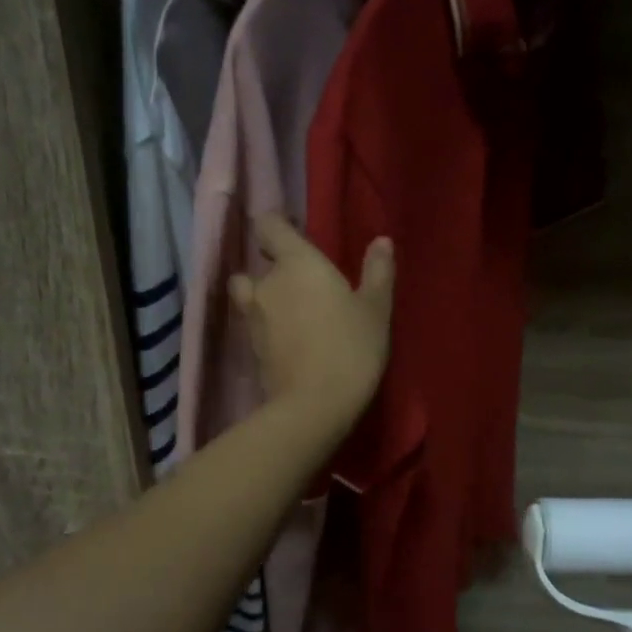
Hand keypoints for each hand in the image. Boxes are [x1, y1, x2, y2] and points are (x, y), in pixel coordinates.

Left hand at [230, 213, 393, 435]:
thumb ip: (377, 272)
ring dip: (263, 300)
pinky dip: (267, 329)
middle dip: (273, 271)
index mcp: (296, 263)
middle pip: (256, 265)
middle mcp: (266, 283)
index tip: (293, 236)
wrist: (314, 405)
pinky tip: (289, 343)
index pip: (269, 226)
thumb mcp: (376, 310)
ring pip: (250, 297)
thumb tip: (382, 241)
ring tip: (290, 315)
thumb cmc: (351, 347)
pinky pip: (254, 327)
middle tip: (301, 286)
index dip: (276, 227)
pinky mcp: (249, 349)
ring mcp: (252, 318)